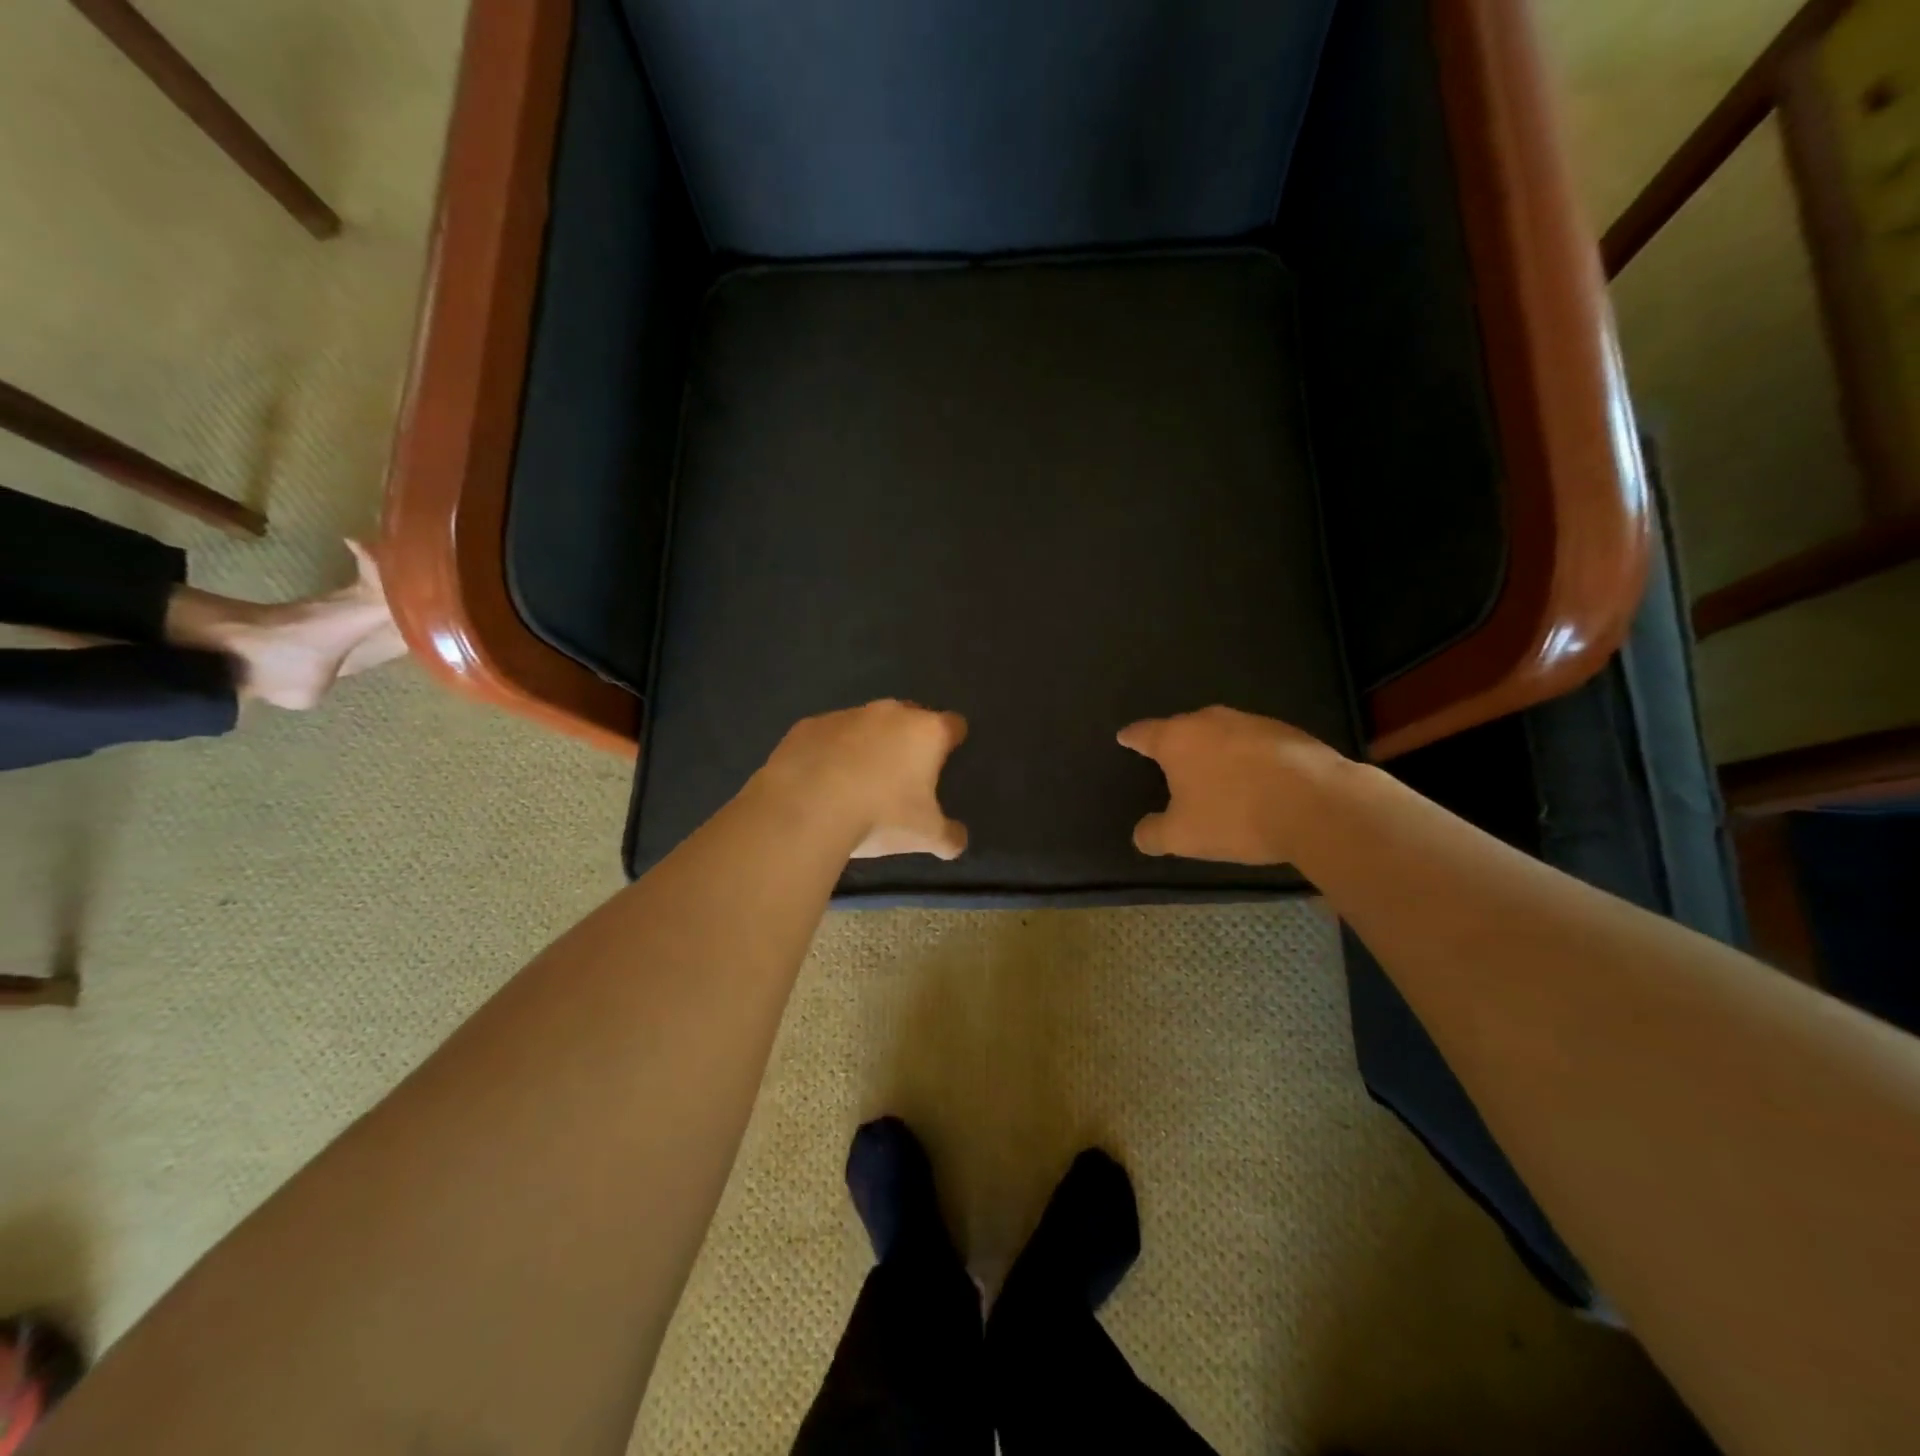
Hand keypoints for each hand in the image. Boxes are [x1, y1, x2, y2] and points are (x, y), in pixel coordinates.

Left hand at [758, 700, 968, 859]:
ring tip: (858, 780)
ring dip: (868, 744)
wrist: (805, 808)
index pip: (953, 724)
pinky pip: (829, 735)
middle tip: (903, 774)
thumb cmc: (880, 816)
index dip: (952, 740)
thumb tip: (958, 841)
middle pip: (910, 717)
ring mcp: (847, 715)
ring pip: (867, 724)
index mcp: (926, 732)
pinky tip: (822, 780)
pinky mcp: (809, 725)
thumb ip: (949, 836)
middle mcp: (890, 713)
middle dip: (909, 739)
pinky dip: (831, 751)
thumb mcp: (925, 836)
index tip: (946, 759)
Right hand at [1117, 706, 1344, 864]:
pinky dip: (1248, 758)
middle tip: (1170, 763)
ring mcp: (1252, 722)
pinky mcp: (1288, 732)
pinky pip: (1254, 743)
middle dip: (1176, 744)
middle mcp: (1211, 721)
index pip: (1143, 733)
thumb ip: (1154, 834)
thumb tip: (1141, 834)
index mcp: (1177, 739)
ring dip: (1215, 750)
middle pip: (1183, 728)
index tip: (1124, 737)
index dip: (1131, 738)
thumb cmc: (1236, 816)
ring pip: (1221, 733)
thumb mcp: (1183, 837)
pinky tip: (1256, 780)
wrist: (1318, 804)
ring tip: (1215, 773)